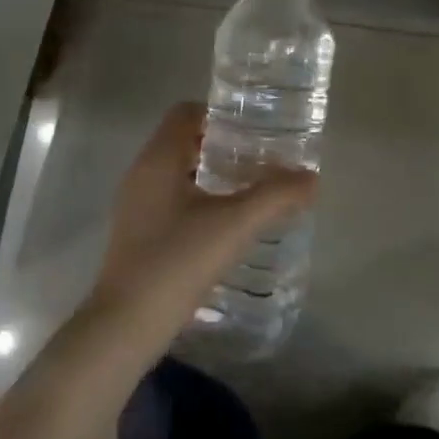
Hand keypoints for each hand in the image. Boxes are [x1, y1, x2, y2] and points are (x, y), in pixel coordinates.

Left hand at [90, 103, 317, 349]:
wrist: (126, 327)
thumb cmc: (177, 261)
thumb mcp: (235, 225)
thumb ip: (275, 196)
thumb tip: (312, 178)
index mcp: (159, 158)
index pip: (186, 112)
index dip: (220, 114)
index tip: (253, 129)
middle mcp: (142, 172)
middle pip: (182, 139)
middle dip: (220, 144)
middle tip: (258, 157)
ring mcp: (135, 204)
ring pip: (175, 169)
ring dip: (209, 171)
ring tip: (247, 187)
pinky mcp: (136, 232)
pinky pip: (169, 196)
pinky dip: (196, 196)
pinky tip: (222, 222)